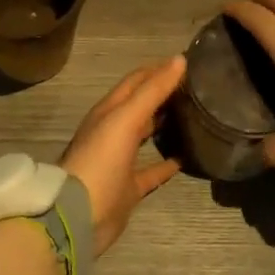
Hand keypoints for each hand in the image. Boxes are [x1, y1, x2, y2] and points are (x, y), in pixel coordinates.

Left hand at [60, 56, 186, 253]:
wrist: (78, 214)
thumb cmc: (100, 159)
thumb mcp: (125, 119)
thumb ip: (152, 90)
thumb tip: (179, 59)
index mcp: (109, 111)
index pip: (136, 80)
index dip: (158, 69)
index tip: (187, 62)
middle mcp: (113, 131)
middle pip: (141, 105)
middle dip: (163, 93)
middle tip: (196, 86)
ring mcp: (120, 160)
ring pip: (145, 135)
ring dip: (164, 124)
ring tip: (193, 115)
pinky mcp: (128, 187)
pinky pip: (152, 171)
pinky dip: (167, 163)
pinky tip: (186, 157)